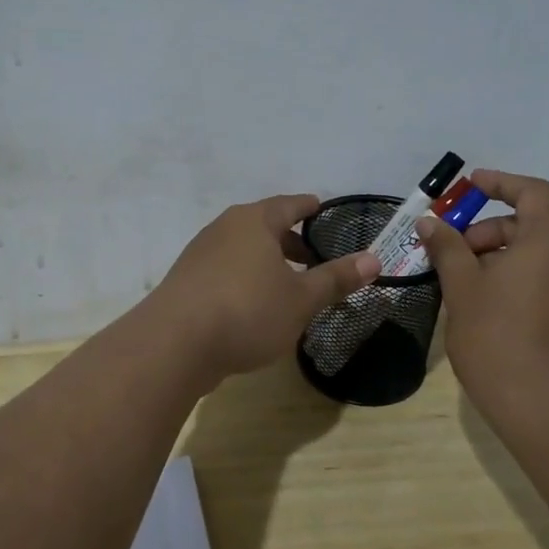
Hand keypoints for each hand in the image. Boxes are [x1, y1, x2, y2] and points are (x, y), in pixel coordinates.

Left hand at [148, 194, 378, 387]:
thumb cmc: (247, 311)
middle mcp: (224, 229)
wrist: (174, 344)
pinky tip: (254, 305)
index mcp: (254, 222)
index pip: (288, 205)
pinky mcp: (186, 283)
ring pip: (242, 250)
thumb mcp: (301, 299)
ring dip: (266, 262)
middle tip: (312, 255)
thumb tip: (374, 259)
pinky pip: (225, 271)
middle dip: (289, 239)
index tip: (320, 208)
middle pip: (263, 226)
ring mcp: (200, 255)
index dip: (308, 207)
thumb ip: (335, 279)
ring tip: (286, 283)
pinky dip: (245, 279)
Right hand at [414, 169, 548, 415]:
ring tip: (464, 285)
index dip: (499, 183)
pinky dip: (519, 279)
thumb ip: (447, 248)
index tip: (468, 187)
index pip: (532, 192)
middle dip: (489, 231)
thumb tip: (430, 222)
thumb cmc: (499, 337)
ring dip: (501, 257)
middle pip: (532, 224)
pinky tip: (489, 309)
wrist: (546, 408)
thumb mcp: (463, 288)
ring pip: (540, 256)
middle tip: (453, 254)